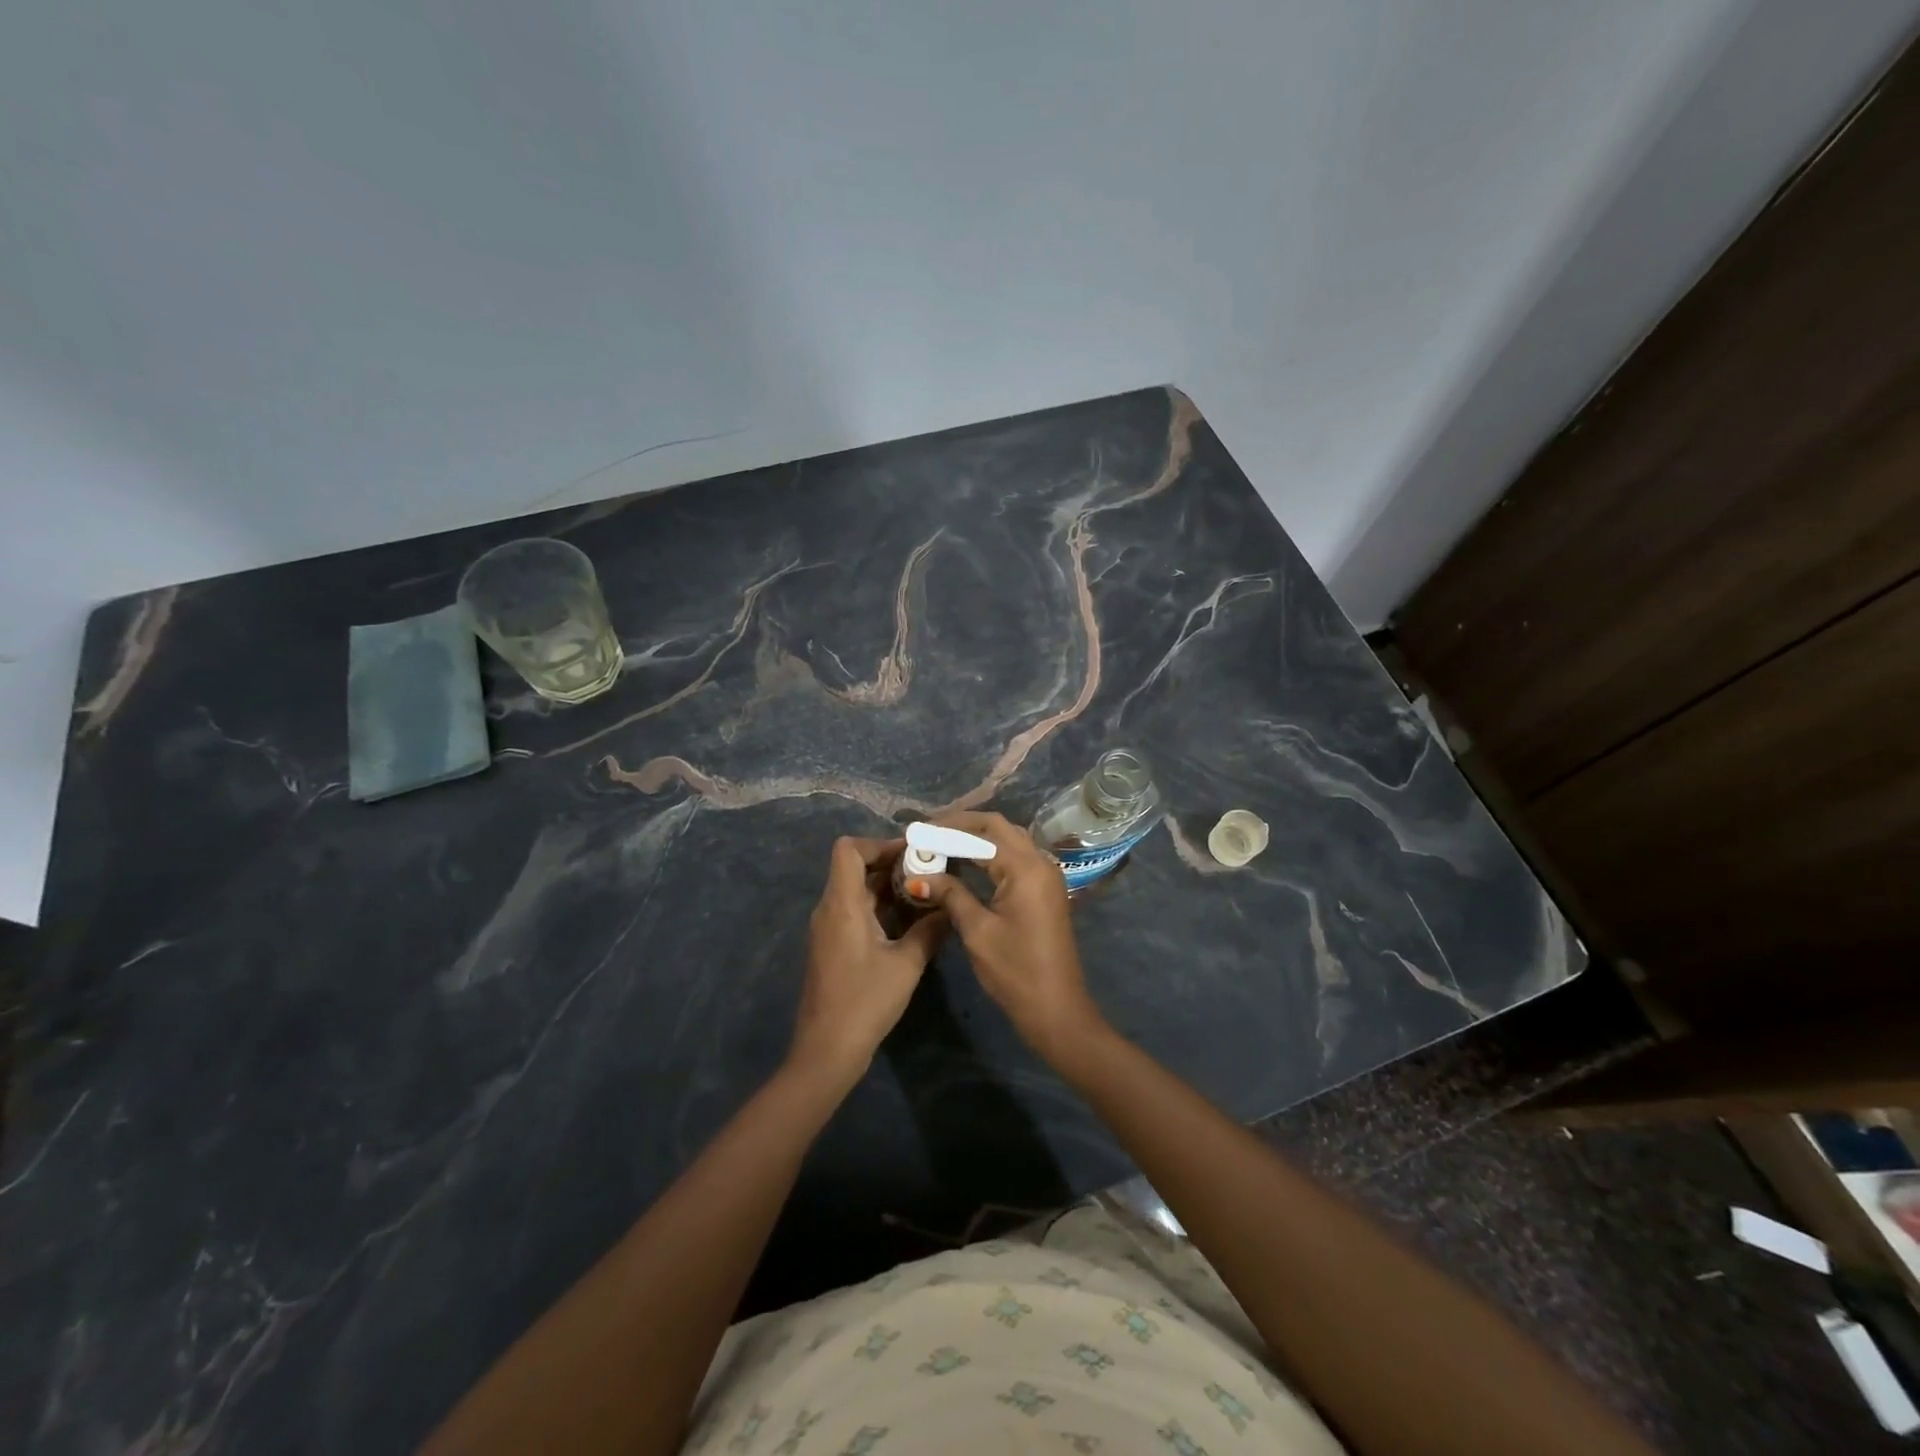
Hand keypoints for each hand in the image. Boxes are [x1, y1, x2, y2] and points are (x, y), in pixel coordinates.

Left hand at [790, 836, 945, 1085]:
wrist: (827, 1051)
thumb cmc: (865, 1002)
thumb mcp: (906, 965)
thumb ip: (930, 930)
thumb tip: (949, 908)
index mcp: (842, 904)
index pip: (848, 849)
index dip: (879, 843)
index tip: (913, 853)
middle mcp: (830, 909)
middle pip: (855, 867)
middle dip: (892, 863)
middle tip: (930, 871)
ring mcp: (828, 928)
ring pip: (856, 889)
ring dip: (888, 886)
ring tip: (925, 893)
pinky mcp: (832, 945)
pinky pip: (854, 910)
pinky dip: (880, 906)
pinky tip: (909, 922)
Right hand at [920, 811, 1108, 1063]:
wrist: (1056, 1008)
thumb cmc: (1015, 971)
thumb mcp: (977, 931)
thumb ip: (950, 894)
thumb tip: (918, 875)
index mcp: (1025, 868)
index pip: (982, 832)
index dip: (946, 830)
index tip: (916, 833)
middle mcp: (1040, 862)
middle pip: (999, 827)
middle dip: (962, 825)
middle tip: (928, 832)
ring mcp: (1046, 875)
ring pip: (1009, 840)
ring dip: (977, 837)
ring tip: (941, 843)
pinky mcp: (1045, 890)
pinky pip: (1016, 857)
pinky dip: (991, 853)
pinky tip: (967, 862)